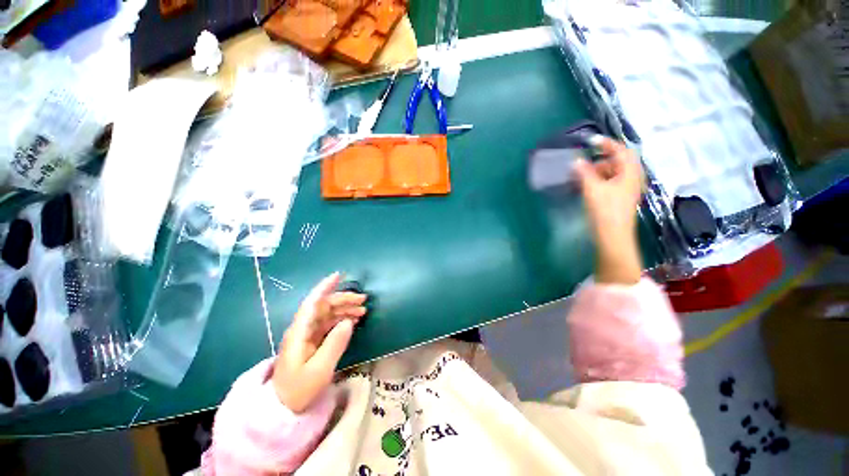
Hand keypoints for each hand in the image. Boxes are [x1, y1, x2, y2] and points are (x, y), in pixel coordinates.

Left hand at [272, 273, 366, 412]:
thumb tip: (348, 322)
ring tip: (362, 311)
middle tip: (363, 300)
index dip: (324, 287)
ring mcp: (307, 335)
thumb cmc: (298, 390)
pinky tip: (352, 321)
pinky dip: (341, 320)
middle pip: (323, 306)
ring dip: (345, 309)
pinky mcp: (312, 342)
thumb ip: (334, 344)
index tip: (339, 276)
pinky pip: (328, 324)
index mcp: (299, 332)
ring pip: (327, 314)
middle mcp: (303, 329)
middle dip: (343, 299)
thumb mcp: (319, 370)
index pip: (312, 303)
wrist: (282, 408)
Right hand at [573, 137, 643, 284]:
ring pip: (613, 173)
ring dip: (597, 171)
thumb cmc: (605, 211)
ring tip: (581, 177)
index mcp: (630, 173)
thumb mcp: (592, 189)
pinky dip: (598, 180)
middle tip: (582, 165)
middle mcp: (632, 178)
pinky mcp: (620, 198)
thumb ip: (584, 172)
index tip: (590, 141)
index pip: (622, 150)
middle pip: (618, 161)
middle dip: (600, 160)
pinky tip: (586, 187)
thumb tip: (576, 161)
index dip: (607, 143)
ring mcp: (627, 189)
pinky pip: (610, 183)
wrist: (613, 236)